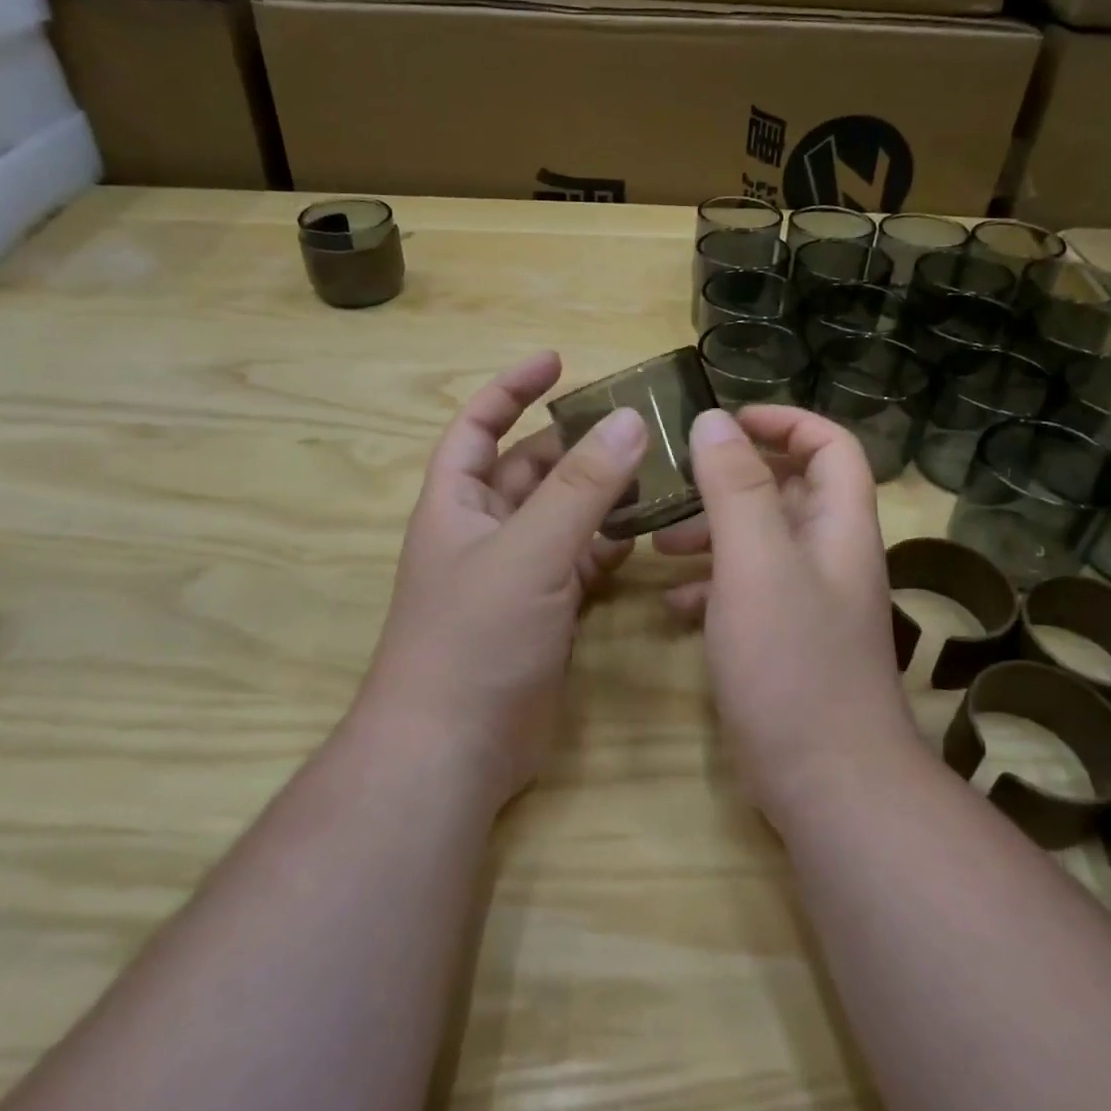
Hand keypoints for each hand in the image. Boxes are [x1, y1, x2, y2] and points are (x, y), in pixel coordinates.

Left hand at [360, 352, 648, 806]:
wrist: (454, 749)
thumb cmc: (475, 637)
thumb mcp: (530, 551)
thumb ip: (581, 488)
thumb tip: (630, 421)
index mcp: (457, 502)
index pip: (480, 425)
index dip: (512, 388)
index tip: (558, 361)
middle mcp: (484, 530)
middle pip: (531, 469)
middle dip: (575, 444)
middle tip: (635, 424)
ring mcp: (516, 573)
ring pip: (562, 515)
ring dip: (600, 494)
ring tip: (656, 469)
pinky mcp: (544, 612)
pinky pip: (580, 561)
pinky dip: (609, 544)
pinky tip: (646, 532)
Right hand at [656, 407, 923, 821]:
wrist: (827, 781)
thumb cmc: (792, 661)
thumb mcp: (756, 562)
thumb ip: (735, 487)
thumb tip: (714, 420)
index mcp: (838, 526)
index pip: (830, 446)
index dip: (785, 420)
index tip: (728, 421)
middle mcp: (830, 556)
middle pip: (787, 491)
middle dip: (731, 479)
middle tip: (677, 482)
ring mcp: (808, 602)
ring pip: (759, 543)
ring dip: (711, 533)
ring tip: (657, 543)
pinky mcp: (785, 641)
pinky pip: (745, 592)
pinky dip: (709, 586)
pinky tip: (670, 606)